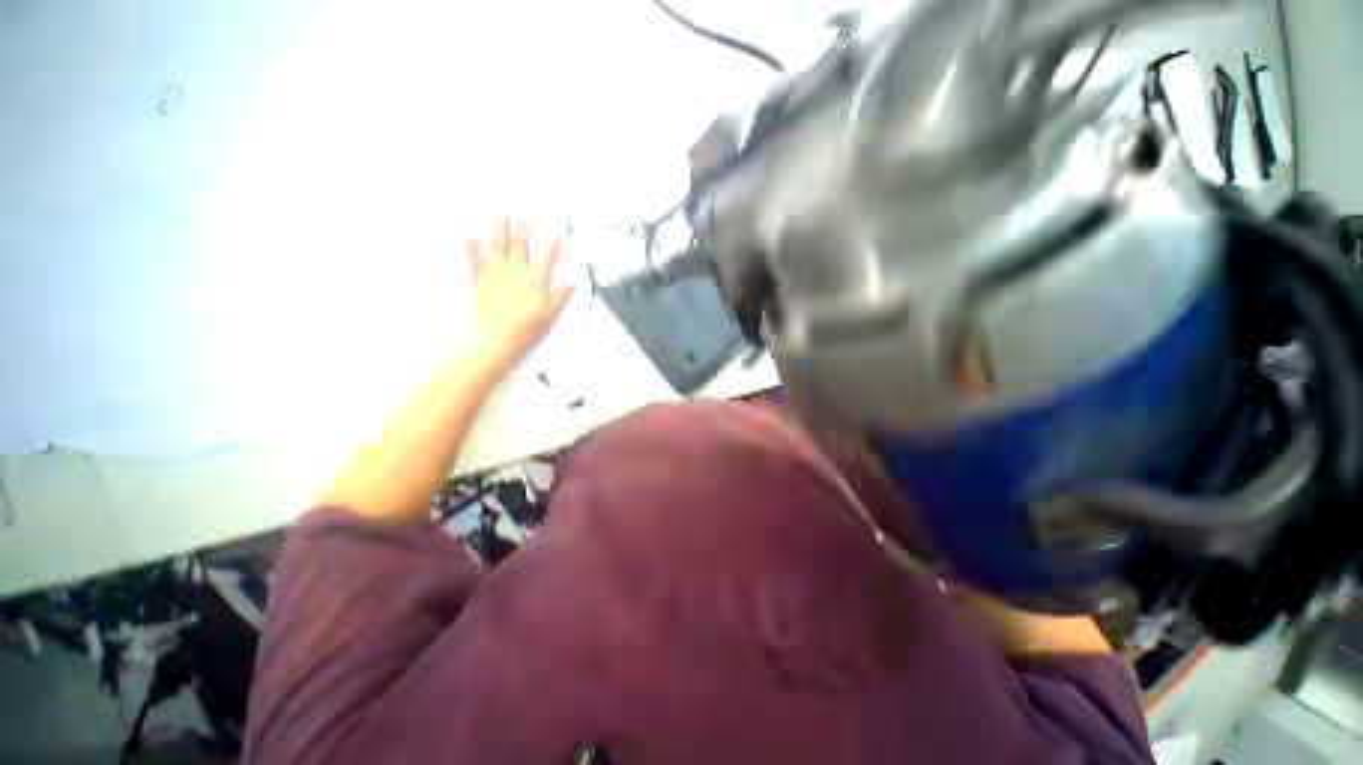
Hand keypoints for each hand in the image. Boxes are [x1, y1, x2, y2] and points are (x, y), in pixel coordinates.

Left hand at [465, 219, 573, 370]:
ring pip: (498, 246)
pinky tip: (471, 235)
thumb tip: (572, 283)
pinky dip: (472, 246)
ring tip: (502, 218)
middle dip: (523, 229)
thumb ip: (560, 296)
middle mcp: (514, 272)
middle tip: (524, 216)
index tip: (556, 235)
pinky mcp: (479, 280)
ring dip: (500, 230)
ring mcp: (495, 274)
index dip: (552, 246)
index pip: (546, 258)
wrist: (494, 338)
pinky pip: (474, 258)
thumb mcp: (548, 315)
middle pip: (520, 245)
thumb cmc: (523, 328)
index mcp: (533, 280)